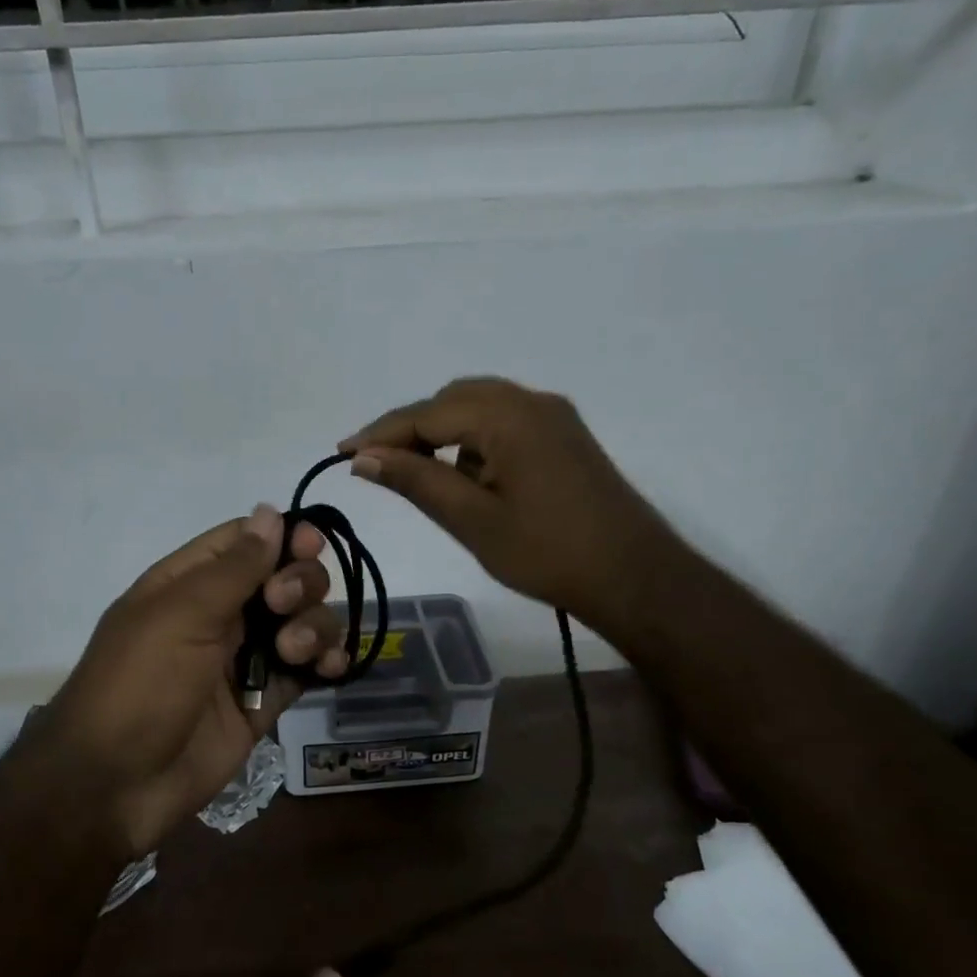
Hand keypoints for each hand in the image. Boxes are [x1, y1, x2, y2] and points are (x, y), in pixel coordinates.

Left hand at [31, 506, 347, 858]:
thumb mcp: (181, 616)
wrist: (117, 784)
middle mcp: (222, 614)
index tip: (310, 543)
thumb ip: (233, 568)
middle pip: (284, 577)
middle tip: (282, 606)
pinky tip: (330, 668)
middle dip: (299, 584)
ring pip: (303, 621)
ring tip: (295, 651)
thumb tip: (270, 511)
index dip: (282, 536)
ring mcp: (245, 658)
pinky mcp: (264, 700)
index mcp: (189, 583)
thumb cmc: (139, 685)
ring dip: (314, 626)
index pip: (245, 541)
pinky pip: (307, 669)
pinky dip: (326, 662)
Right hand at [342, 376, 678, 634]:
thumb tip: (363, 458)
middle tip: (376, 466)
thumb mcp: (472, 520)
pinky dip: (474, 443)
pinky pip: (505, 424)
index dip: (381, 433)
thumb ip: (416, 481)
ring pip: (480, 410)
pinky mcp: (565, 438)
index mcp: (508, 416)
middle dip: (411, 429)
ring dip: (443, 434)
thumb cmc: (547, 553)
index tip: (342, 452)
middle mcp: (532, 402)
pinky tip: (466, 478)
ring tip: (416, 474)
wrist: (634, 576)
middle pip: (453, 400)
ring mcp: (554, 418)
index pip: (427, 414)